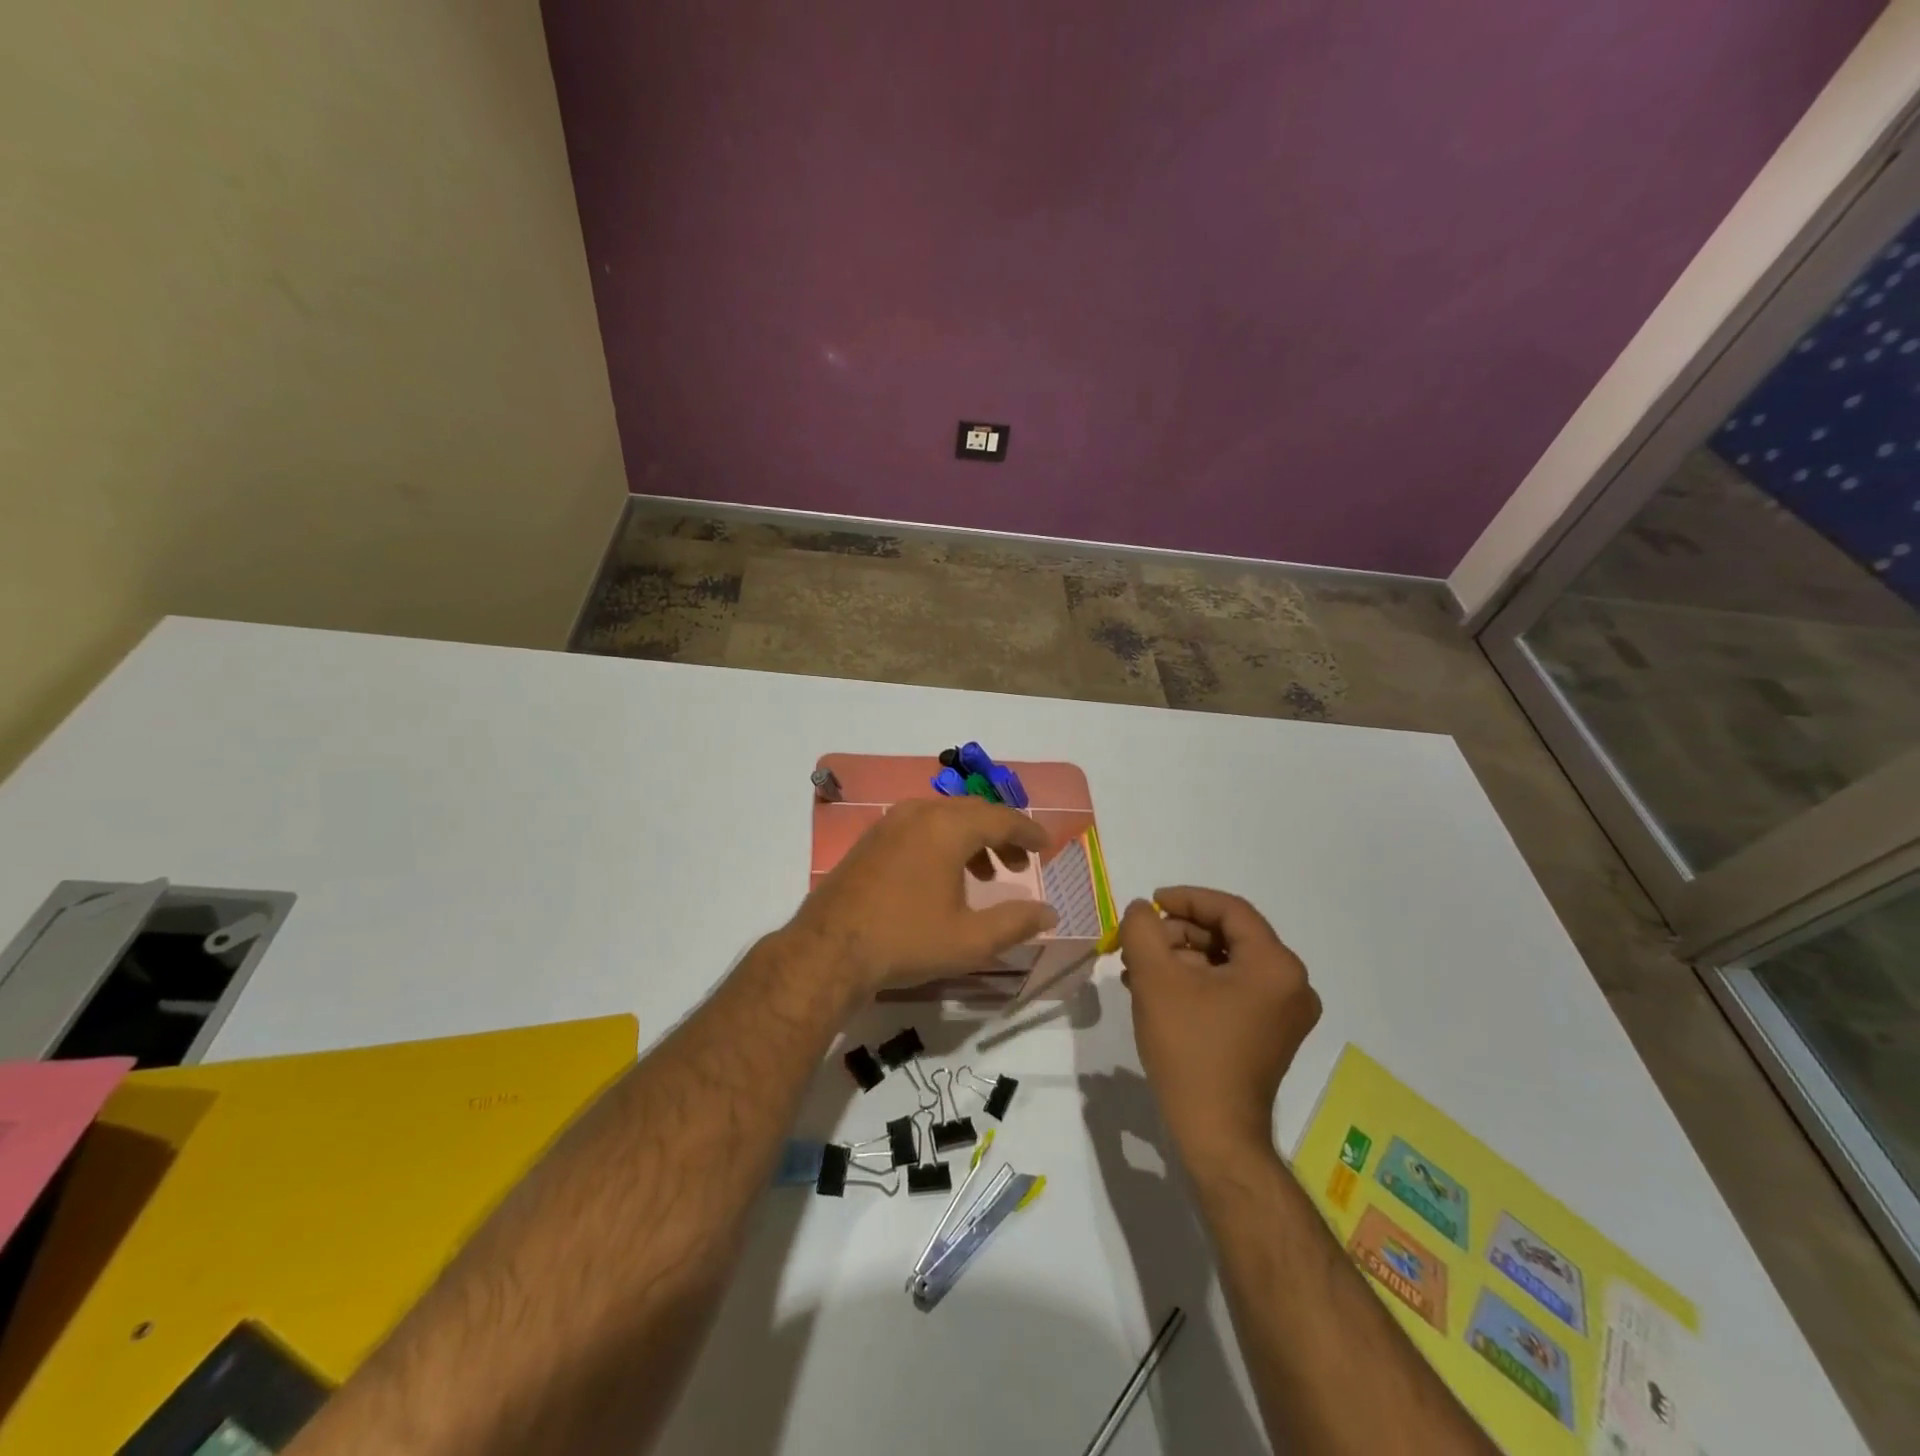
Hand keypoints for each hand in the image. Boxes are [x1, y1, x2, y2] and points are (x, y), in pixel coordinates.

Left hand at [790, 797, 1057, 994]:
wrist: (829, 950)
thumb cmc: (906, 940)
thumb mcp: (970, 939)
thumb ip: (1015, 923)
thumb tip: (1049, 912)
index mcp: (947, 827)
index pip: (1001, 818)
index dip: (1028, 831)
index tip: (1047, 845)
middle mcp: (919, 813)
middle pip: (973, 812)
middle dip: (1002, 834)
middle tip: (1021, 863)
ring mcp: (890, 823)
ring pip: (945, 817)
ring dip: (973, 839)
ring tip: (988, 874)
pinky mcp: (871, 839)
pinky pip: (920, 826)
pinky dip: (944, 841)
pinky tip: (945, 876)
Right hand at [1118, 886, 1320, 1165]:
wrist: (1215, 1132)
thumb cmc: (1189, 1048)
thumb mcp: (1155, 978)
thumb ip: (1142, 930)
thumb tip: (1141, 910)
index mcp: (1276, 965)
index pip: (1229, 910)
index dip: (1186, 899)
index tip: (1150, 903)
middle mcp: (1292, 984)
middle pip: (1229, 936)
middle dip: (1179, 934)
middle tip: (1140, 943)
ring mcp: (1285, 1013)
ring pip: (1227, 963)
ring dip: (1182, 958)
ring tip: (1139, 969)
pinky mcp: (1271, 1034)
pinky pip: (1232, 990)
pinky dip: (1197, 983)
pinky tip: (1158, 992)